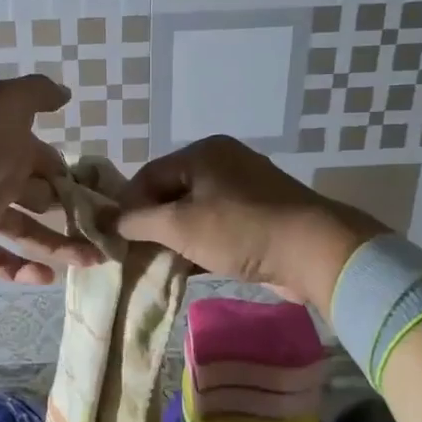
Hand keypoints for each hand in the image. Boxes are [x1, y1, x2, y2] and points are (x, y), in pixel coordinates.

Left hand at [0, 75, 99, 285]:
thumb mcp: (3, 103)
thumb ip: (35, 94)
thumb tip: (65, 95)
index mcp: (9, 146)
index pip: (49, 162)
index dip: (74, 177)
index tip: (106, 195)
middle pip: (43, 199)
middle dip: (73, 213)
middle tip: (107, 231)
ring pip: (28, 233)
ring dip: (59, 246)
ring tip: (94, 260)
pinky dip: (19, 270)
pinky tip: (47, 278)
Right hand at [116, 136, 386, 313]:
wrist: (313, 251)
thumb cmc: (240, 230)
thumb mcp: (180, 226)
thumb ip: (138, 222)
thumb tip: (108, 222)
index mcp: (203, 153)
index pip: (149, 175)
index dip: (127, 206)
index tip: (114, 237)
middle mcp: (223, 164)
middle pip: (171, 193)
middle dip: (150, 224)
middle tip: (133, 253)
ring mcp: (244, 190)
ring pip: (194, 213)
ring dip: (174, 238)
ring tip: (156, 264)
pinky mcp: (259, 217)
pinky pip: (216, 227)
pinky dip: (198, 245)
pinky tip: (185, 268)